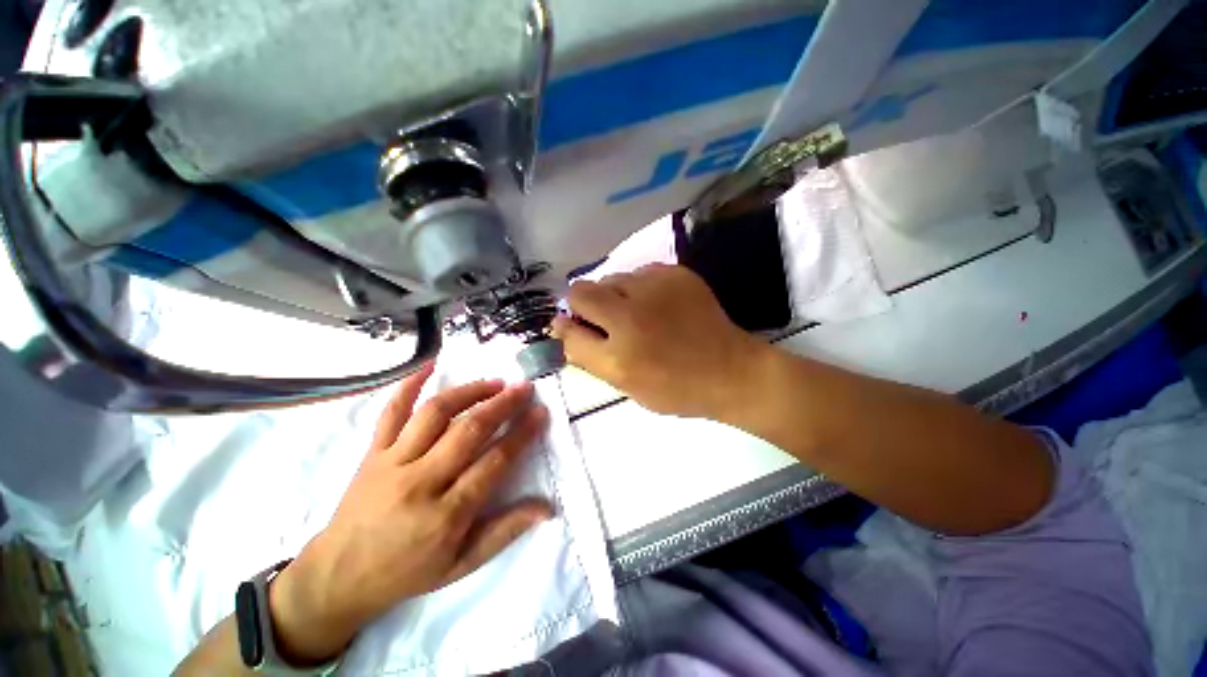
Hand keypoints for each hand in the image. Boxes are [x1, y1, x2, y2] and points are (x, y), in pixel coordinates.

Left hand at [268, 364, 551, 663]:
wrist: (337, 577)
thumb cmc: (406, 572)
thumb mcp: (461, 565)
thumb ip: (505, 531)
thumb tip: (547, 508)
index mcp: (445, 515)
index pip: (494, 462)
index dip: (521, 434)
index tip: (540, 413)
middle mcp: (420, 482)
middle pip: (469, 431)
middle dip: (502, 405)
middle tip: (523, 388)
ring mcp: (392, 463)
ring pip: (435, 414)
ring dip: (469, 392)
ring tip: (494, 382)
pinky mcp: (372, 453)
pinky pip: (390, 412)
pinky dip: (409, 385)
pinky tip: (430, 365)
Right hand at [551, 264, 763, 417]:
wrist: (732, 371)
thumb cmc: (677, 389)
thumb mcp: (627, 386)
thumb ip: (590, 358)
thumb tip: (563, 328)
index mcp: (618, 356)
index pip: (567, 329)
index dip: (565, 327)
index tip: (570, 327)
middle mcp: (631, 317)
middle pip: (580, 291)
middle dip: (583, 304)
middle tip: (604, 320)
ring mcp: (655, 289)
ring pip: (610, 278)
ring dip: (613, 295)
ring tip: (636, 313)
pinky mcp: (675, 273)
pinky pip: (638, 272)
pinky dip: (638, 287)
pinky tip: (657, 304)